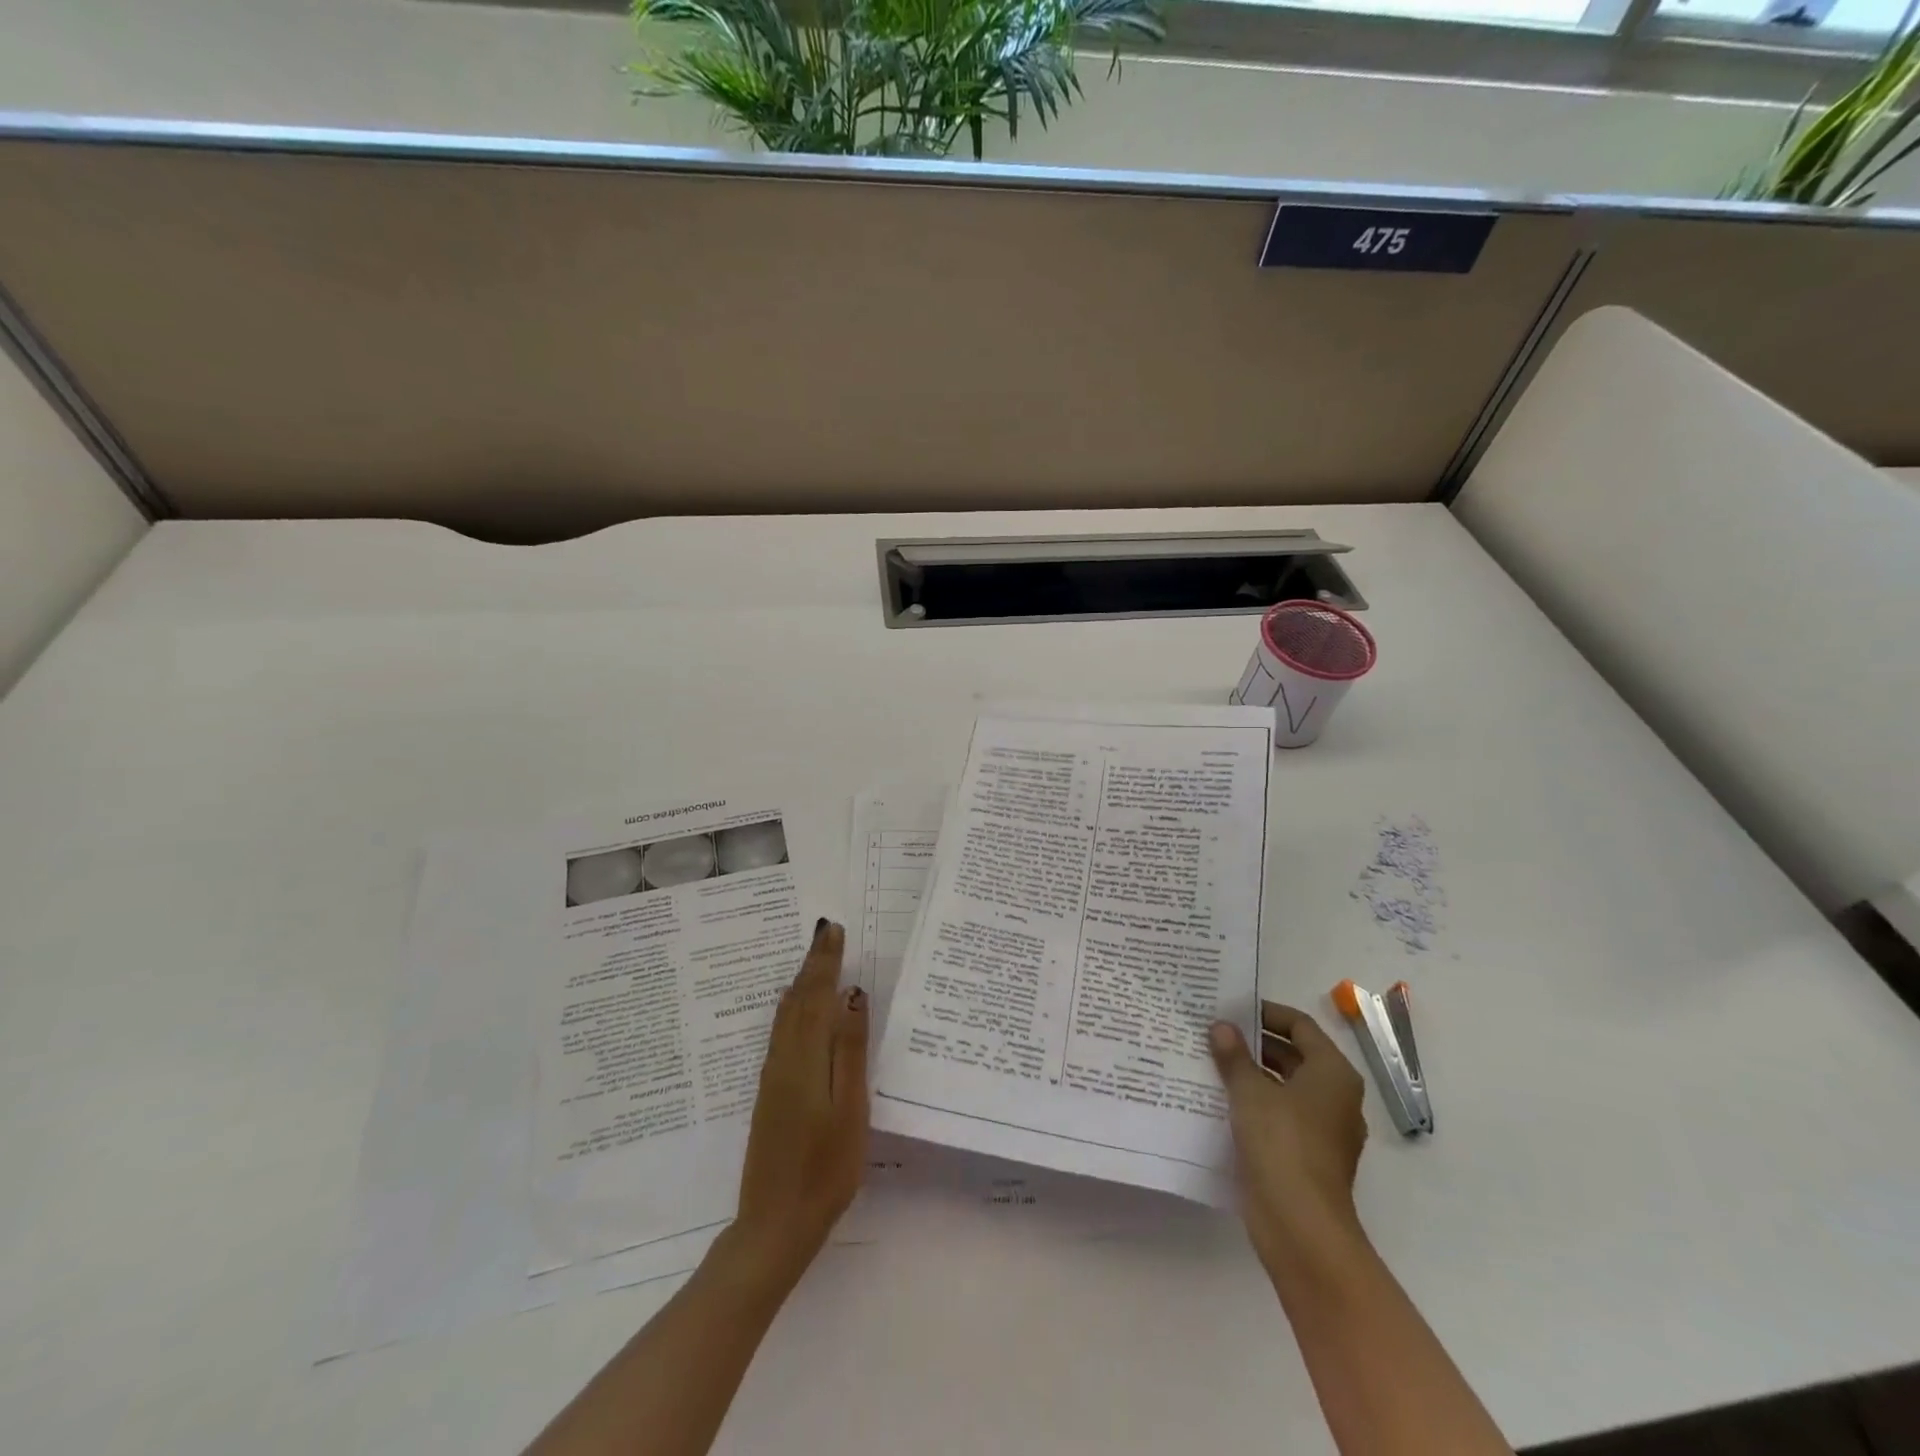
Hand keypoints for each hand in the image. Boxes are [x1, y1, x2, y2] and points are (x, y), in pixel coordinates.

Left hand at [729, 919, 868, 1290]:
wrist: (774, 1224)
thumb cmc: (825, 1169)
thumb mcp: (850, 1109)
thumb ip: (851, 1050)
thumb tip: (853, 996)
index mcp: (804, 1059)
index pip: (816, 995)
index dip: (825, 961)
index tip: (834, 929)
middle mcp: (783, 1059)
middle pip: (798, 999)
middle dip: (813, 964)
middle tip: (827, 932)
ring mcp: (772, 1077)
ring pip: (786, 1015)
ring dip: (801, 982)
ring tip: (815, 960)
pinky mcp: (769, 1093)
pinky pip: (781, 1033)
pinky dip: (792, 1008)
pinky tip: (796, 1009)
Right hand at [1210, 1001, 1368, 1277]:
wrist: (1300, 1226)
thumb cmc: (1281, 1143)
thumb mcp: (1250, 1091)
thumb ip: (1234, 1055)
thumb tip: (1221, 1026)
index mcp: (1333, 1073)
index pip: (1300, 1026)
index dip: (1266, 1012)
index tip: (1232, 1008)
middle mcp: (1336, 1097)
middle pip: (1294, 1055)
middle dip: (1254, 1043)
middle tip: (1214, 1032)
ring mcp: (1324, 1130)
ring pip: (1285, 1087)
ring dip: (1251, 1073)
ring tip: (1210, 1061)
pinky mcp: (1307, 1156)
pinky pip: (1280, 1115)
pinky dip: (1255, 1103)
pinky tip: (1220, 1100)